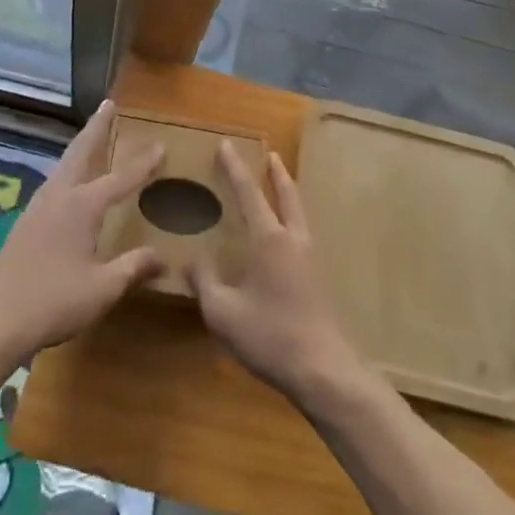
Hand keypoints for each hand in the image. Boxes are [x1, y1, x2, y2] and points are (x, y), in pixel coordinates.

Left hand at [0, 103, 163, 361]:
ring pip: (64, 163)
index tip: (161, 145)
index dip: (143, 163)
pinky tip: (68, 179)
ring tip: (91, 134)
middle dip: (97, 127)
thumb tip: (164, 257)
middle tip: (108, 103)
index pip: (122, 178)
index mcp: (83, 206)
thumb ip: (134, 267)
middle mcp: (60, 195)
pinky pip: (54, 180)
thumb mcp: (103, 289)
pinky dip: (68, 166)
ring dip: (80, 144)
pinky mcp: (26, 220)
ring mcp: (39, 205)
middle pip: (81, 151)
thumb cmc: (54, 302)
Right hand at [191, 143, 364, 407]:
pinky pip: (303, 232)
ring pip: (299, 212)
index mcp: (269, 239)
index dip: (235, 168)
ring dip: (288, 192)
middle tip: (270, 154)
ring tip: (279, 185)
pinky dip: (293, 217)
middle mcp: (293, 238)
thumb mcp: (223, 313)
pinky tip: (286, 234)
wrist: (323, 370)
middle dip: (275, 172)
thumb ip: (205, 282)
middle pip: (286, 194)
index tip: (226, 145)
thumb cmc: (270, 337)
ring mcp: (311, 257)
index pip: (249, 193)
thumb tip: (191, 259)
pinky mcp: (319, 276)